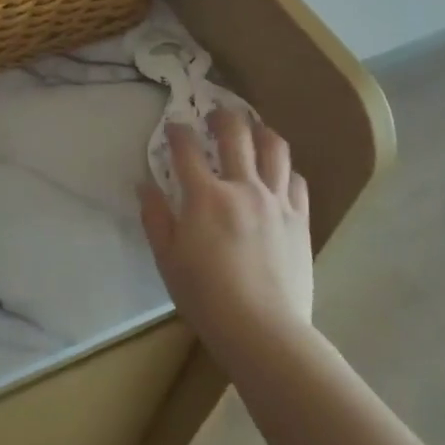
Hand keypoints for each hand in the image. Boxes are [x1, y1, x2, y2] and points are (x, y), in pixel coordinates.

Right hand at [139, 109, 313, 361]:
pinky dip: (286, 169)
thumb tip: (144, 185)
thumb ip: (155, 217)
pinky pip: (297, 180)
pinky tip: (279, 173)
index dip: (178, 131)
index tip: (174, 125)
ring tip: (254, 129)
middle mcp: (243, 187)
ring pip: (275, 148)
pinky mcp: (300, 219)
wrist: (264, 331)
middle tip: (216, 114)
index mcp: (205, 196)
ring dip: (261, 132)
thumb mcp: (167, 259)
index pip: (187, 149)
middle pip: (236, 134)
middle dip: (223, 117)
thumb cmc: (206, 297)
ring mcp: (276, 201)